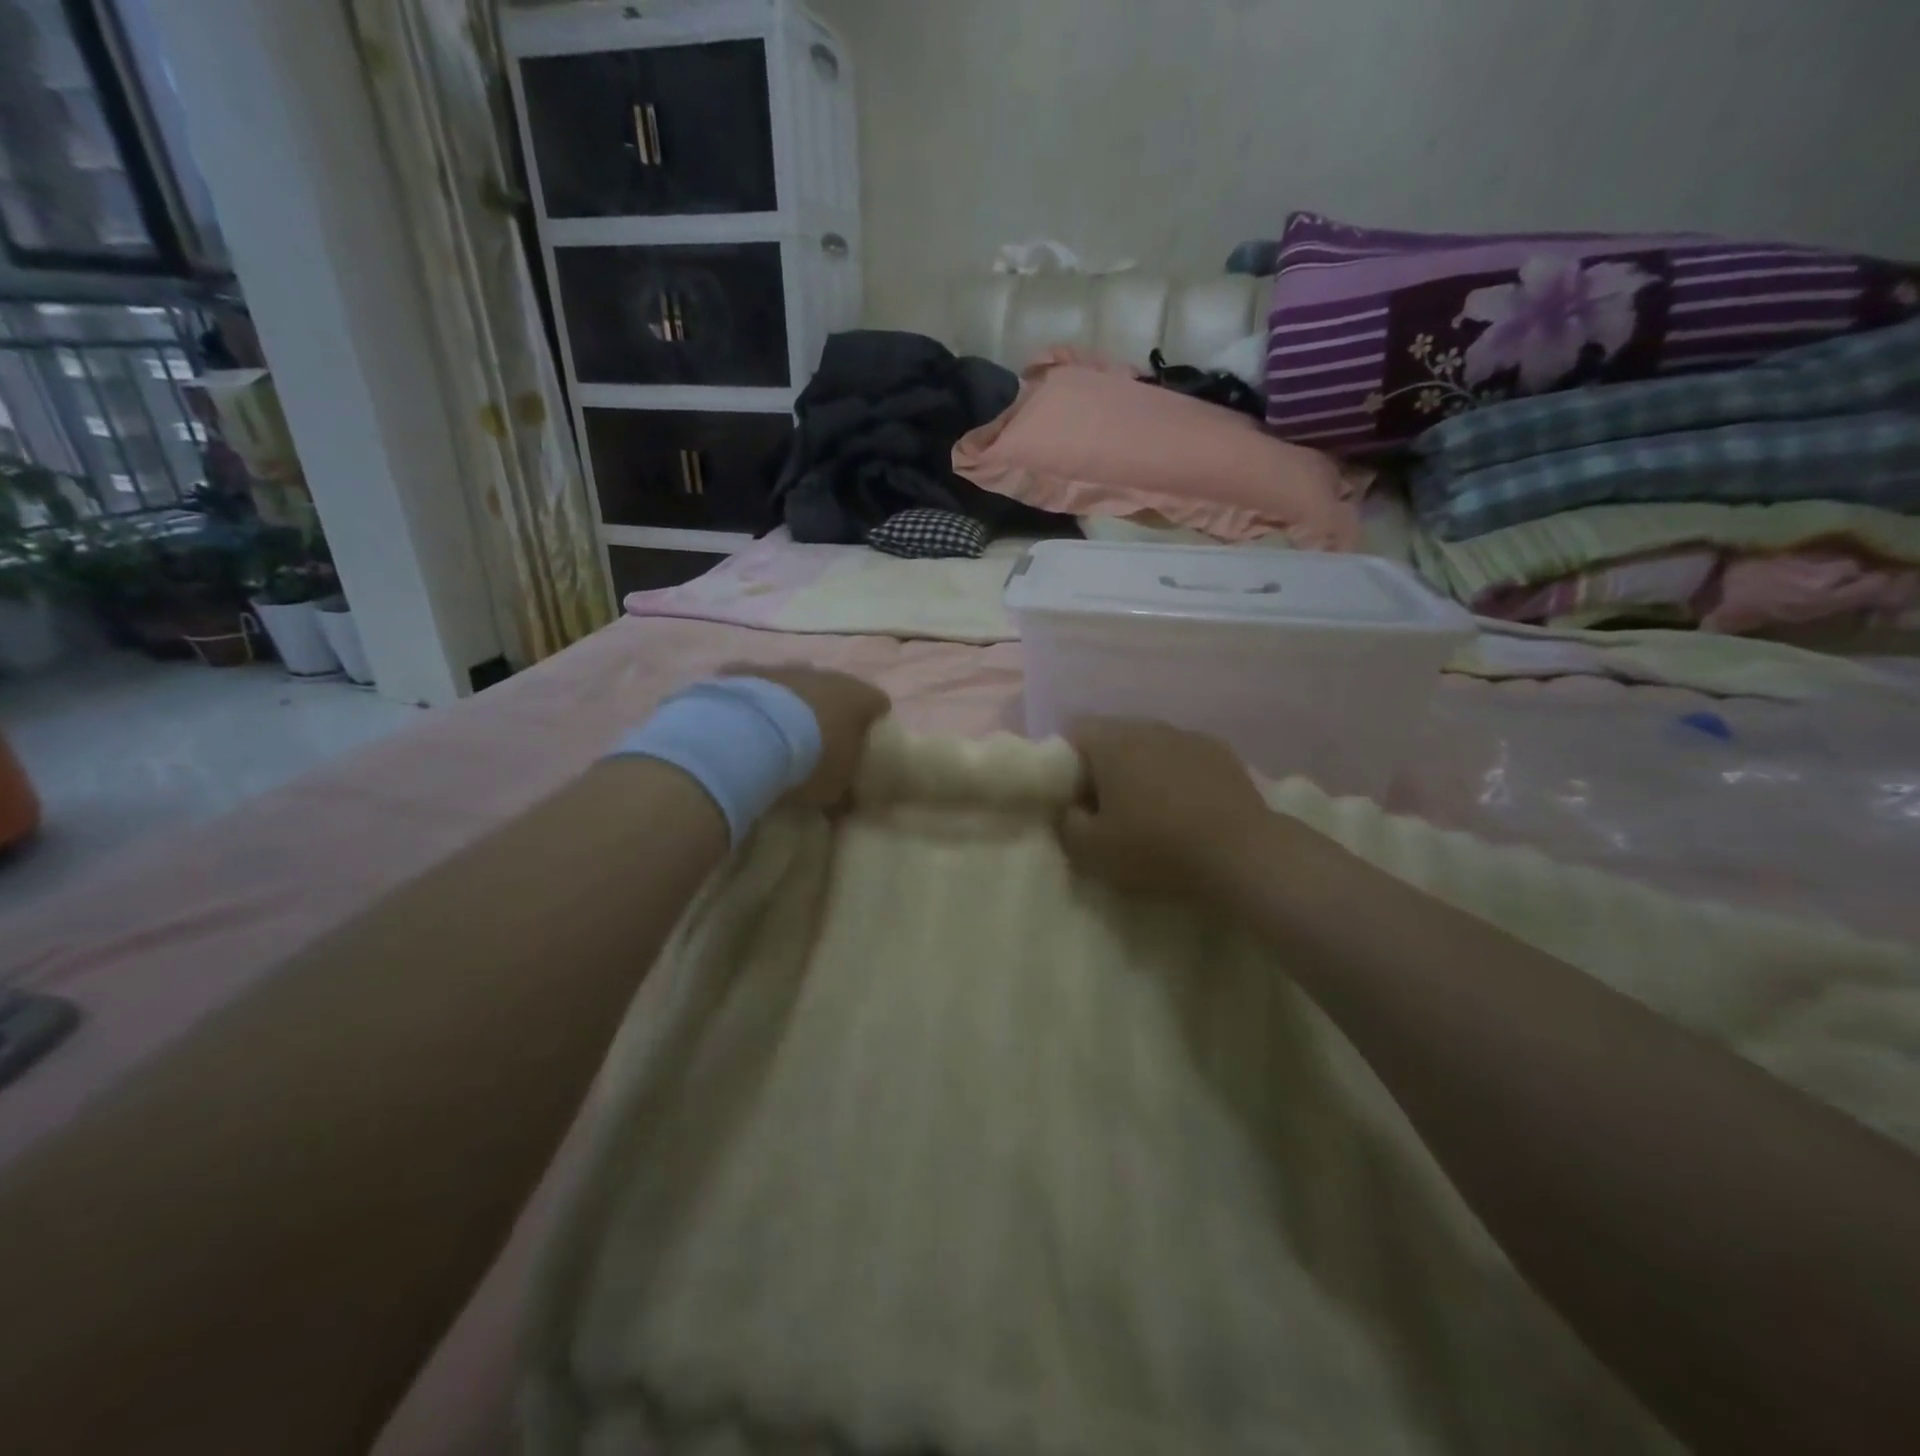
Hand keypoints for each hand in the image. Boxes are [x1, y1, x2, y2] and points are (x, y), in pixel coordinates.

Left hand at [720, 665, 889, 808]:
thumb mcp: (836, 789)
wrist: (753, 737)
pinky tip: (746, 726)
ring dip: (794, 706)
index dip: (874, 725)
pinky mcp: (750, 670)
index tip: (864, 746)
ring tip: (780, 738)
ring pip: (798, 685)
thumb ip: (845, 793)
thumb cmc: (811, 761)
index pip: (879, 704)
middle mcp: (828, 676)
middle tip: (821, 745)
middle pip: (837, 691)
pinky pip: (759, 684)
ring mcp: (788, 669)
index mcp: (859, 698)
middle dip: (831, 714)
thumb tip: (845, 804)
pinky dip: (757, 703)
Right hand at [1059, 718, 1272, 901]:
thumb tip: (1071, 808)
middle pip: (1112, 738)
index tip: (1074, 800)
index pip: (1072, 733)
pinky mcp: (1222, 752)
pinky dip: (1178, 777)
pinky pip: (1184, 758)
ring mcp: (1189, 736)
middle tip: (1109, 810)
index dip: (1065, 765)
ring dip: (1143, 771)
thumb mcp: (1090, 850)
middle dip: (1105, 768)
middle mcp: (1148, 726)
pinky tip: (1188, 810)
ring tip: (1152, 812)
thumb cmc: (1155, 847)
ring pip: (1151, 747)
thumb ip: (1066, 823)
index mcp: (1111, 741)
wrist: (1241, 854)